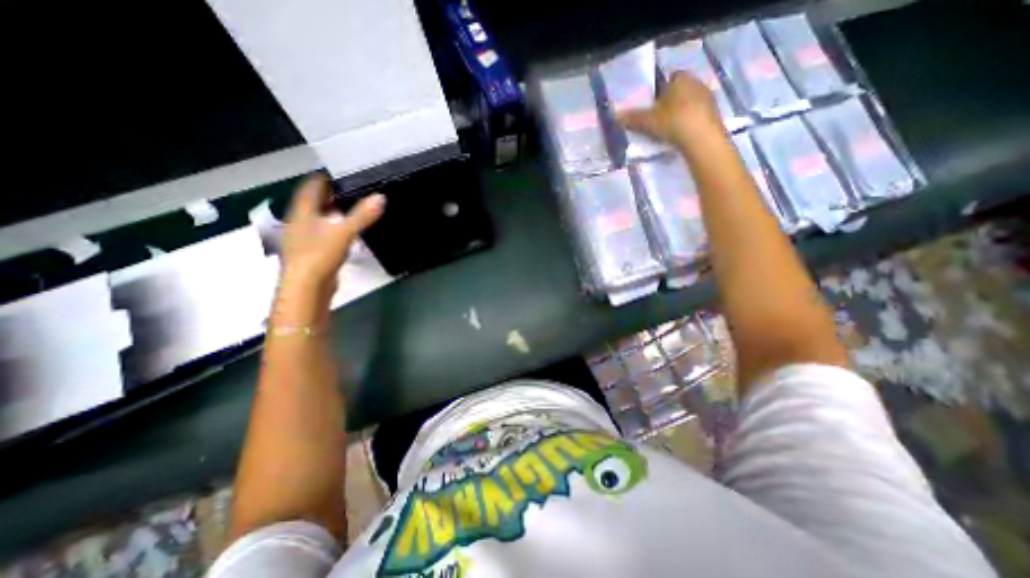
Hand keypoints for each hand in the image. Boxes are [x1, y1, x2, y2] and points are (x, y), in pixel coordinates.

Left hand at [280, 174, 383, 301]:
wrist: (307, 288)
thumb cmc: (320, 255)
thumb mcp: (344, 232)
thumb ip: (362, 215)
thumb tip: (380, 197)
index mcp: (302, 213)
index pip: (310, 187)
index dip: (322, 178)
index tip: (337, 172)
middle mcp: (299, 222)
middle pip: (312, 202)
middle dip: (328, 195)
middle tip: (348, 189)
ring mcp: (303, 239)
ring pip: (317, 219)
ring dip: (330, 212)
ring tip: (348, 208)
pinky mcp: (311, 253)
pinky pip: (321, 233)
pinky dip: (332, 228)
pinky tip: (343, 233)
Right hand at [620, 73, 721, 149]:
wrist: (702, 138)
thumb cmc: (673, 122)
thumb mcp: (648, 122)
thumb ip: (632, 118)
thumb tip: (615, 115)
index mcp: (681, 78)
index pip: (669, 78)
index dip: (659, 90)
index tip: (651, 105)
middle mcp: (696, 82)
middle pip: (679, 91)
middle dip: (669, 102)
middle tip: (657, 119)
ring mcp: (707, 97)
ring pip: (688, 103)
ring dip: (679, 113)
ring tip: (668, 129)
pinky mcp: (714, 113)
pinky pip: (696, 115)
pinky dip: (688, 122)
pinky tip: (681, 135)